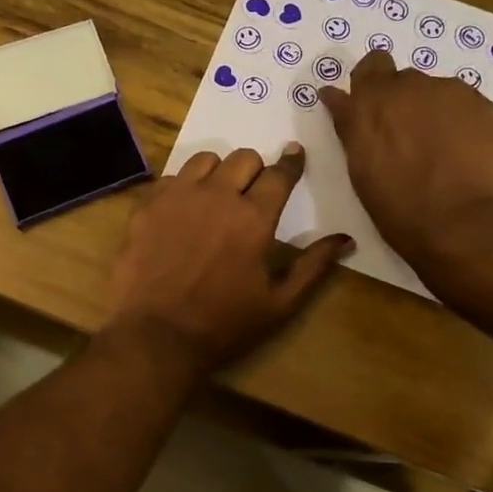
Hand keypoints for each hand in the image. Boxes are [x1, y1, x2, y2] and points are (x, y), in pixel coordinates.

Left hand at [107, 144, 350, 373]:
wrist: (156, 336)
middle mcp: (217, 196)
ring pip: (205, 160)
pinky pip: (170, 178)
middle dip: (254, 170)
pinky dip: (182, 187)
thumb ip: (314, 266)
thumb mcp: (280, 304)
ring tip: (214, 197)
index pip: (279, 174)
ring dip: (217, 173)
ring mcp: (177, 197)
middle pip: (244, 158)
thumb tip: (345, 239)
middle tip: (251, 192)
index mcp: (254, 218)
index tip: (294, 155)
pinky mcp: (147, 205)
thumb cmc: (224, 325)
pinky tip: (181, 211)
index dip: (290, 163)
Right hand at [322, 49, 492, 263]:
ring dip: (435, 114)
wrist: (464, 223)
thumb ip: (349, 124)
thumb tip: (333, 94)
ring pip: (439, 94)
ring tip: (442, 153)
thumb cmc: (398, 206)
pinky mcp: (487, 107)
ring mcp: (454, 93)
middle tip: (407, 141)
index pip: (371, 65)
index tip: (375, 111)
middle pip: (406, 81)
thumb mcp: (359, 167)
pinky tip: (465, 156)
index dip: (373, 84)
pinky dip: (463, 125)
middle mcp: (412, 86)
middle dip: (404, 103)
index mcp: (373, 101)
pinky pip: (468, 108)